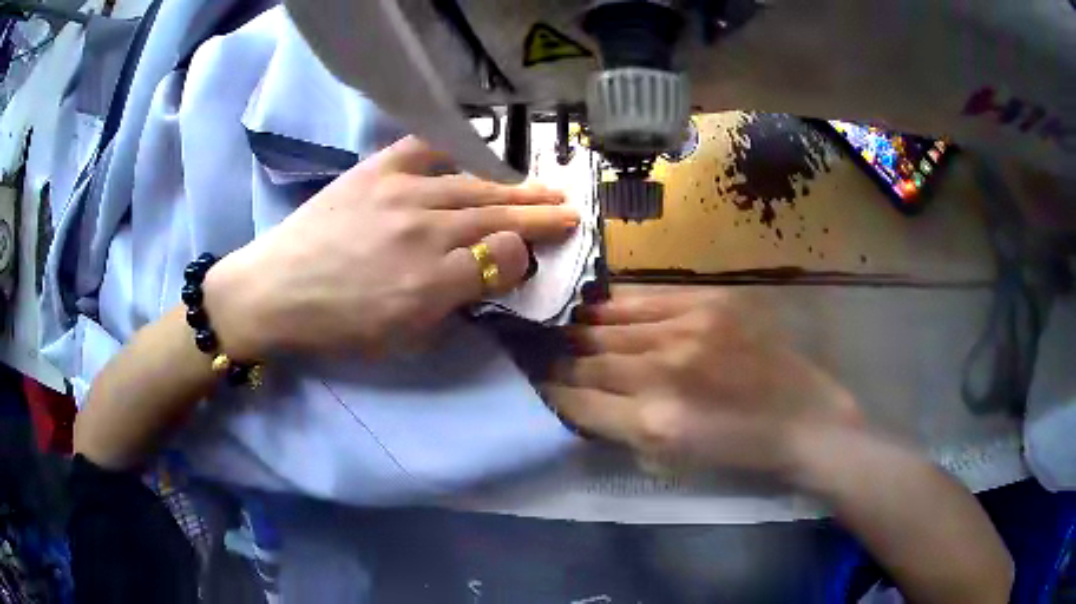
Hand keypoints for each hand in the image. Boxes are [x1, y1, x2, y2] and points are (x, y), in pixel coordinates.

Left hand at [203, 136, 577, 358]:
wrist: (274, 289)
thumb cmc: (336, 326)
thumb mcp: (399, 338)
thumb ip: (453, 304)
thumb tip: (491, 272)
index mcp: (430, 283)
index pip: (502, 258)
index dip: (527, 253)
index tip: (537, 253)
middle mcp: (423, 232)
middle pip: (496, 218)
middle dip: (539, 214)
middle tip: (569, 209)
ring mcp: (400, 193)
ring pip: (473, 186)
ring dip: (513, 187)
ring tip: (542, 186)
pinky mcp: (375, 170)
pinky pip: (426, 149)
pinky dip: (456, 147)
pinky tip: (477, 150)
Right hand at [544, 289, 861, 475]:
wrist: (803, 419)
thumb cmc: (739, 452)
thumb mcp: (674, 460)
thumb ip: (621, 429)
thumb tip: (582, 400)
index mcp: (652, 422)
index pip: (578, 400)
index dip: (552, 391)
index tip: (538, 384)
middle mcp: (662, 371)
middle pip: (589, 360)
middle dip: (559, 361)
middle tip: (539, 354)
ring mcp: (687, 330)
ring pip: (611, 326)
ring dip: (581, 331)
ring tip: (562, 329)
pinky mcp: (709, 304)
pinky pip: (646, 300)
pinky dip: (616, 307)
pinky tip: (599, 308)